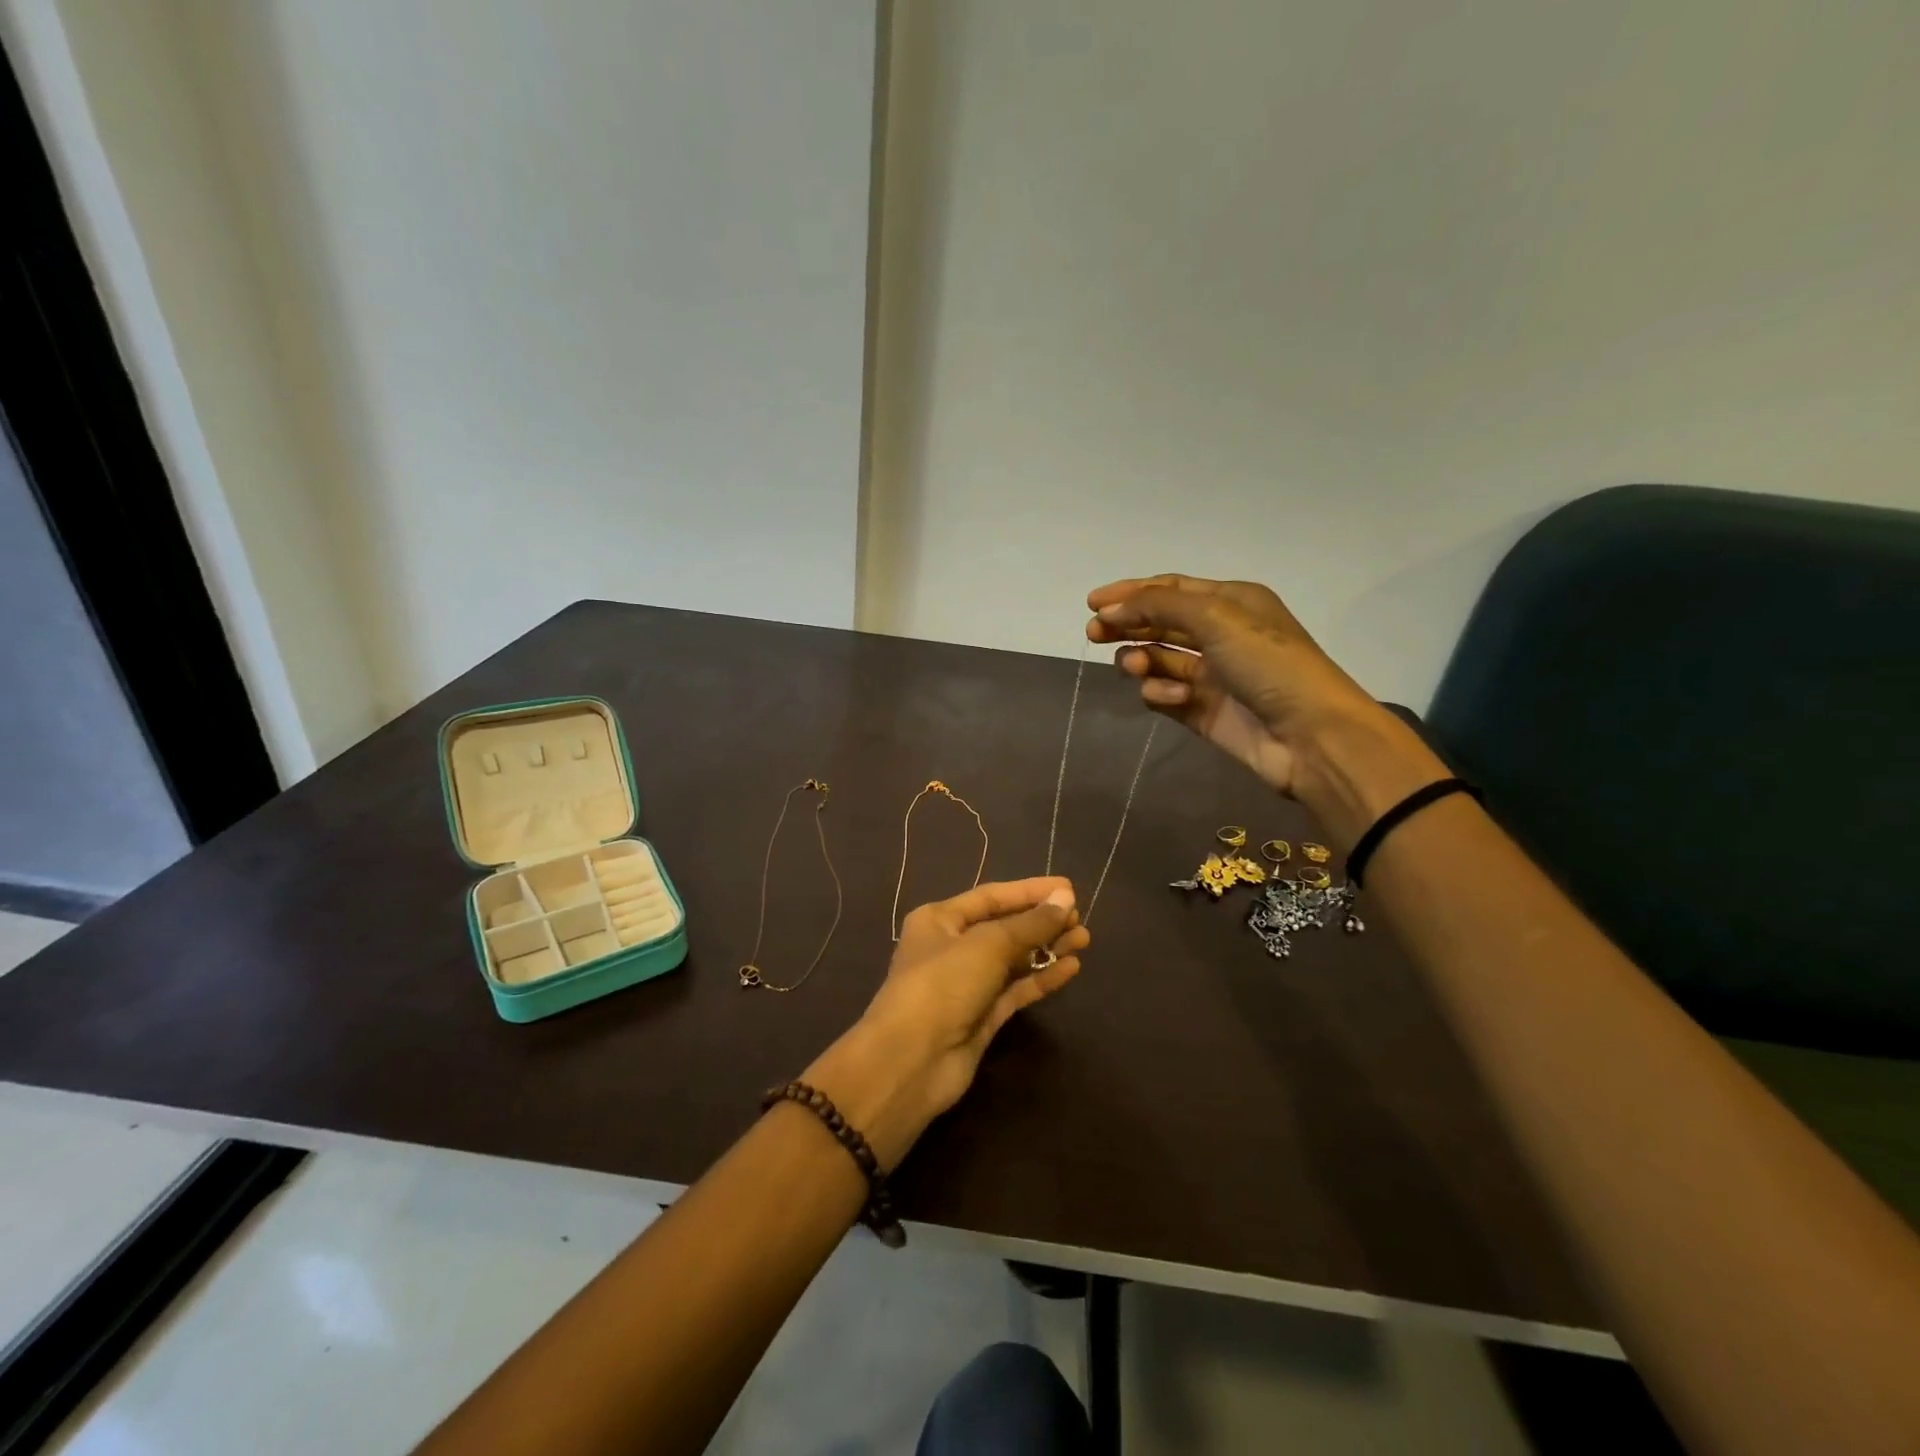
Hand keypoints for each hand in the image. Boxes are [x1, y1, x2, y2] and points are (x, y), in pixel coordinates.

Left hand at [803, 878, 1087, 1168]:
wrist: (912, 1061)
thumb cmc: (943, 984)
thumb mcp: (988, 944)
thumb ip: (1030, 923)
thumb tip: (1065, 898)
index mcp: (939, 919)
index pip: (991, 896)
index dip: (1030, 891)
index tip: (1068, 887)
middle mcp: (951, 947)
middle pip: (1004, 927)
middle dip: (1042, 921)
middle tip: (1081, 918)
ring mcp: (967, 984)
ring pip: (1014, 959)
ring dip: (1047, 948)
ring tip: (1084, 940)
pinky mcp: (982, 1017)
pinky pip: (1016, 989)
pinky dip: (1041, 978)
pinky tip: (1071, 968)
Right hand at [1087, 574, 1450, 840]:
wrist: (1310, 735)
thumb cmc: (1268, 663)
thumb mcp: (1216, 618)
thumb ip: (1158, 607)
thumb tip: (1110, 610)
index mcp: (1231, 602)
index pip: (1170, 590)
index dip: (1130, 593)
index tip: (1092, 604)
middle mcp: (1220, 634)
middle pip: (1159, 624)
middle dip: (1126, 626)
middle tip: (1093, 634)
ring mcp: (1211, 675)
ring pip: (1158, 660)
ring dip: (1141, 659)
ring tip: (1135, 667)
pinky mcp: (1203, 712)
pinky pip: (1165, 694)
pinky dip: (1160, 693)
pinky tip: (1171, 698)